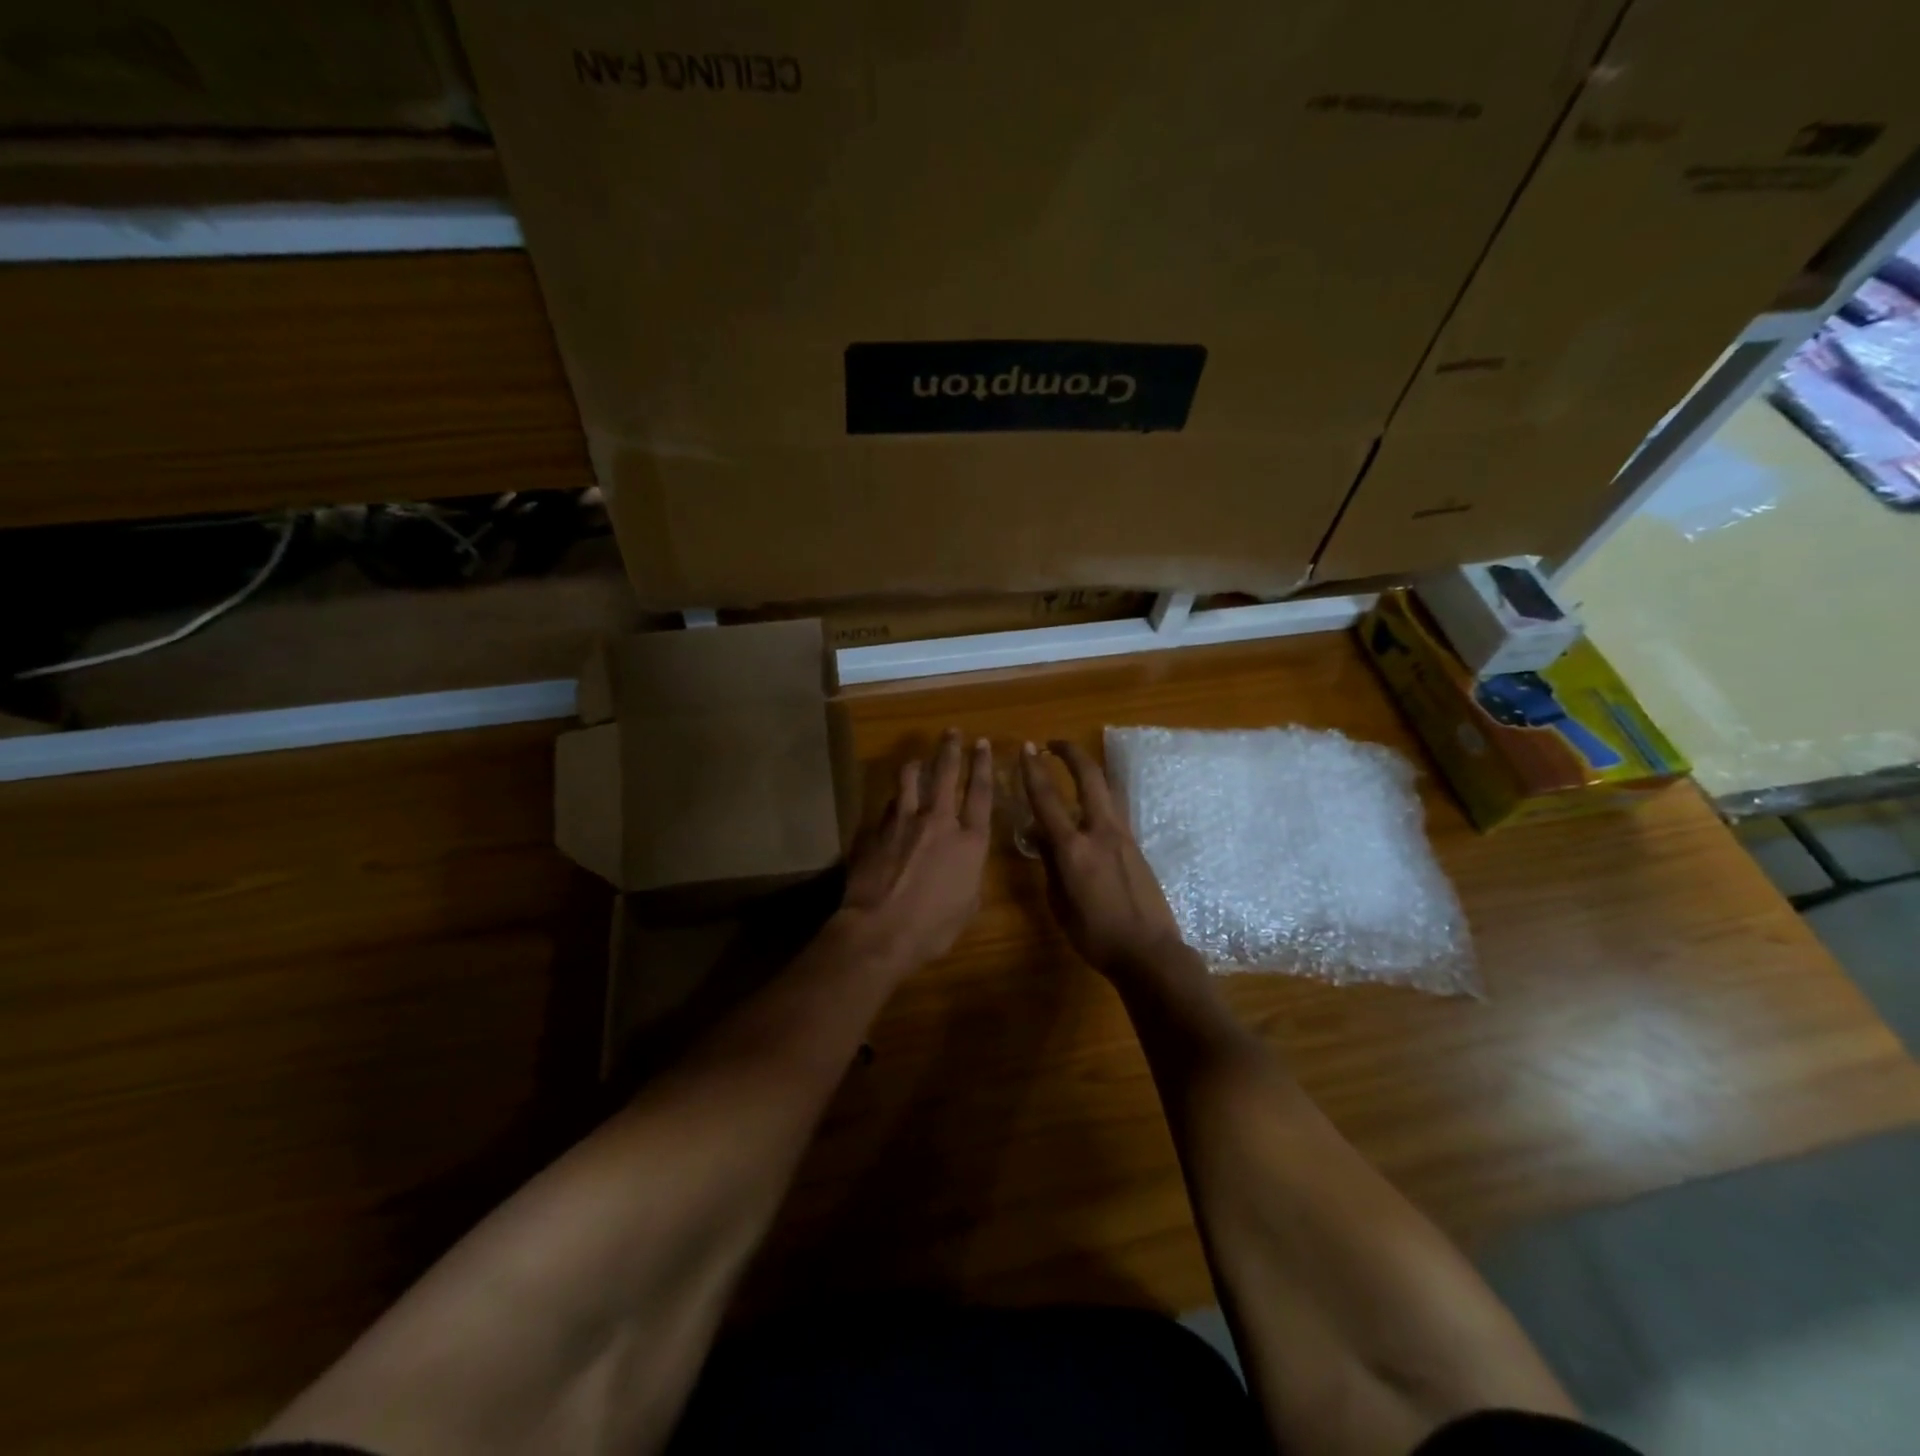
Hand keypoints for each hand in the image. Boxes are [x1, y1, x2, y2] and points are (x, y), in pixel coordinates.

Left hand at [838, 729, 993, 972]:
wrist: (880, 931)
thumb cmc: (932, 928)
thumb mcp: (967, 906)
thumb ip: (970, 876)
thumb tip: (965, 866)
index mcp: (969, 841)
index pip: (981, 793)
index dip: (984, 766)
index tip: (982, 745)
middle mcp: (939, 821)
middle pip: (946, 774)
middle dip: (951, 749)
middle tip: (952, 732)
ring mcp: (904, 822)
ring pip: (910, 780)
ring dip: (917, 765)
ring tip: (917, 759)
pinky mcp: (877, 830)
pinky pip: (889, 805)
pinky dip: (895, 799)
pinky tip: (893, 801)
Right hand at [1021, 740, 1195, 982]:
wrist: (1149, 952)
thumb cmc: (1096, 936)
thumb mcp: (1060, 904)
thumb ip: (1050, 865)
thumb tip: (1042, 837)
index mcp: (1074, 849)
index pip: (1047, 799)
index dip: (1033, 770)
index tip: (1027, 748)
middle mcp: (1100, 833)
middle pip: (1089, 778)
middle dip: (1072, 753)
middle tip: (1055, 743)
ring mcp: (1123, 837)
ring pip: (1106, 791)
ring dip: (1088, 773)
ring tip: (1073, 769)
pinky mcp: (1137, 846)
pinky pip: (1113, 812)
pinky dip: (1098, 800)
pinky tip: (1088, 812)